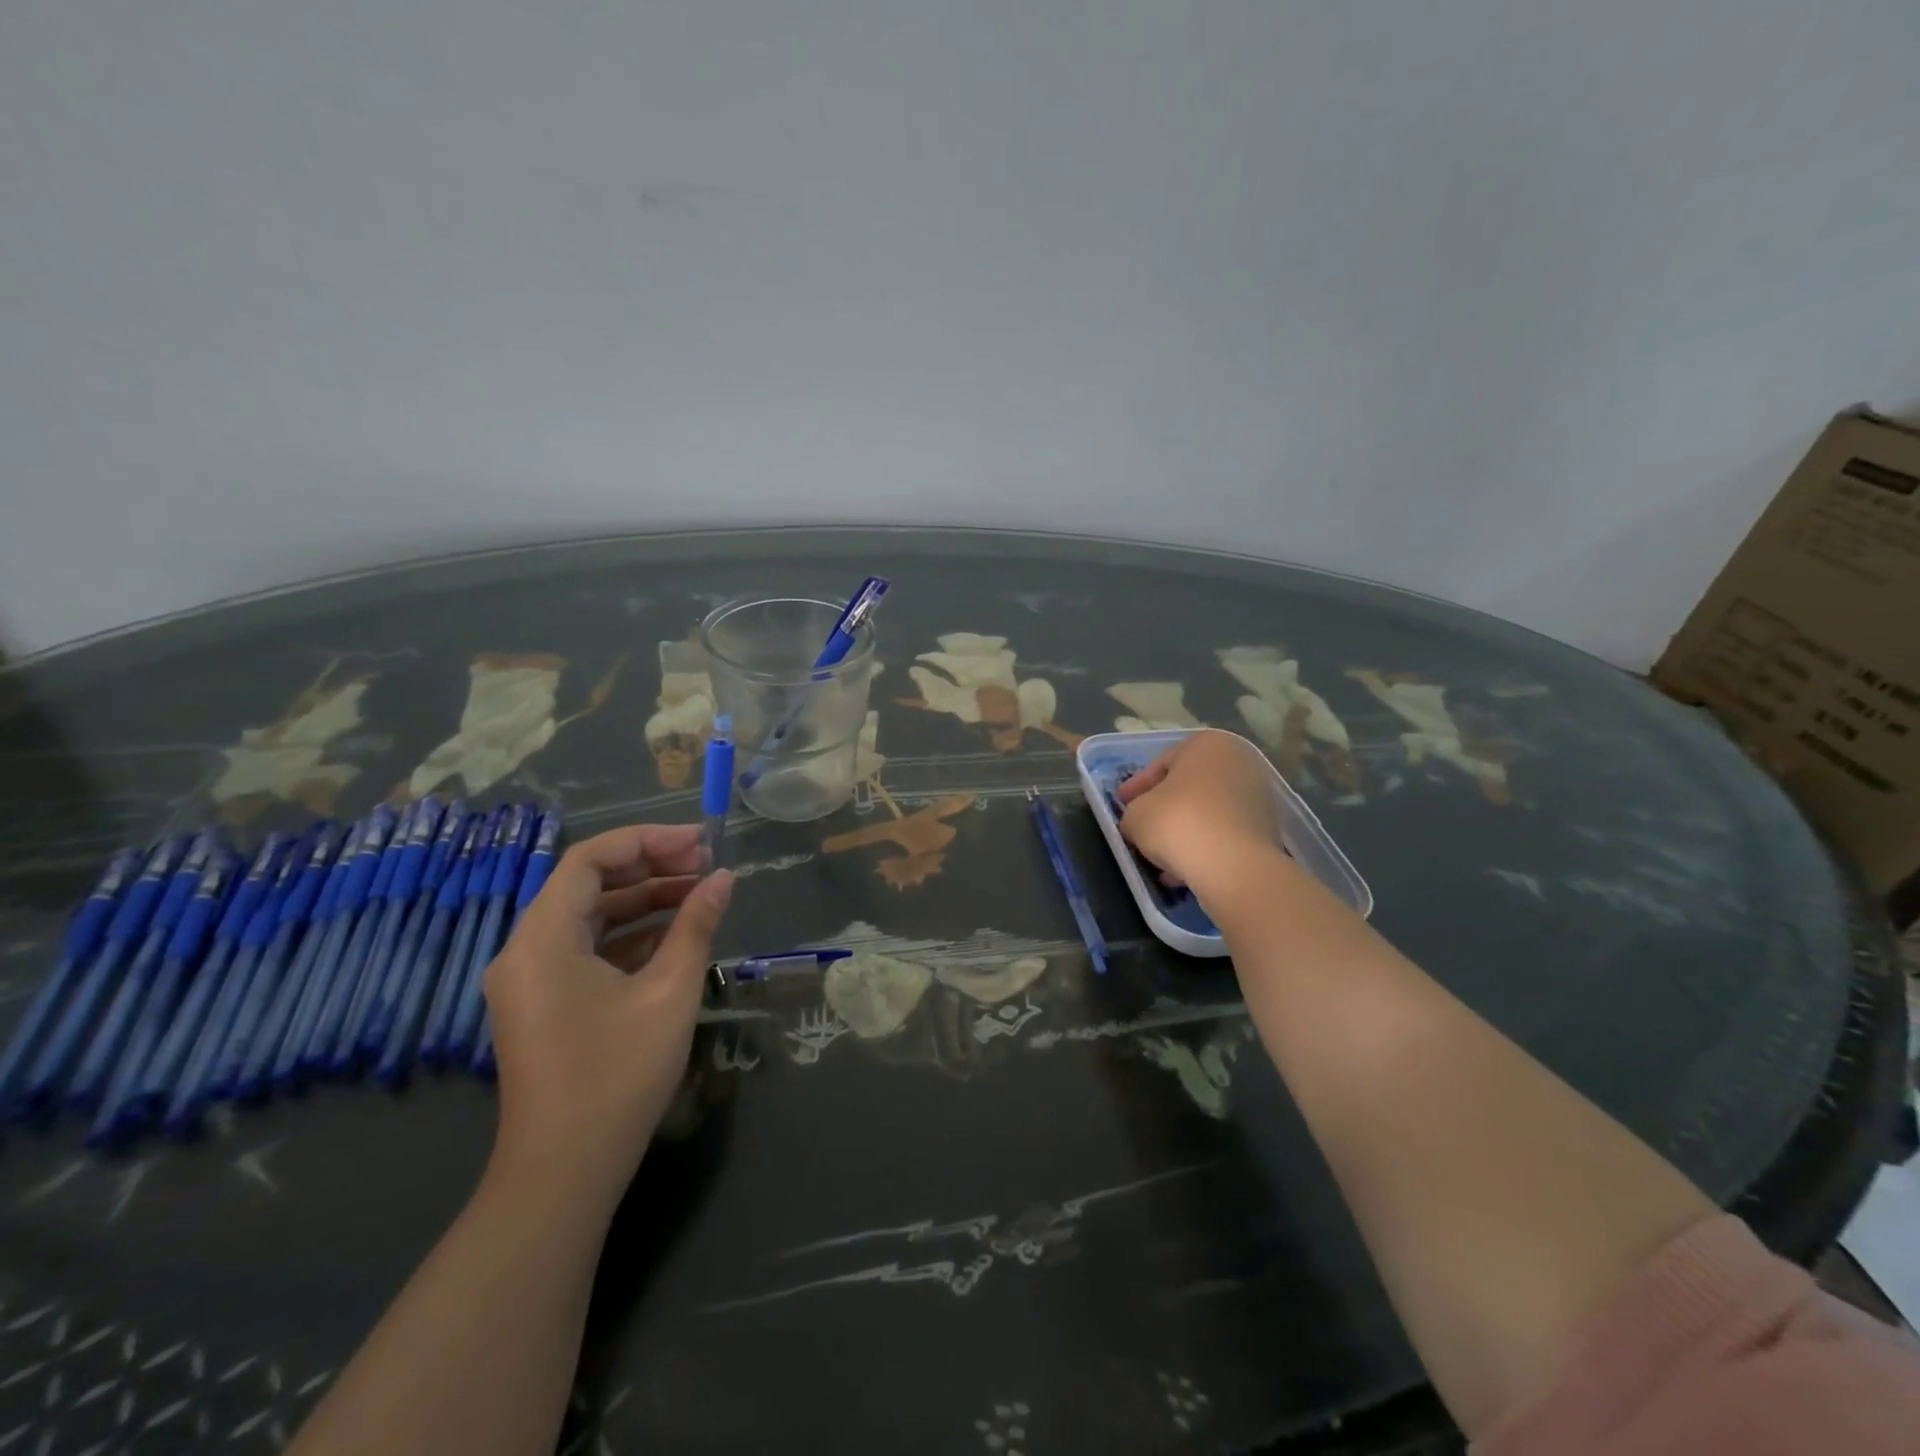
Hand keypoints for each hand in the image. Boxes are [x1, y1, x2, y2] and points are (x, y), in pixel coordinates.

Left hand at [482, 823, 733, 1208]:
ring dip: (644, 900)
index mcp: (543, 938)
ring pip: (591, 916)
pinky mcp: (545, 1003)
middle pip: (589, 884)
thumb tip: (724, 879)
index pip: (591, 859)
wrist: (565, 1171)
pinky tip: (676, 936)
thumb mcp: (669, 991)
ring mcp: (532, 979)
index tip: (700, 842)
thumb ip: (697, 925)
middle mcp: (526, 949)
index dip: (648, 840)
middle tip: (707, 864)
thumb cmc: (617, 1073)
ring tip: (700, 893)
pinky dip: (630, 935)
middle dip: (651, 867)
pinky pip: (587, 949)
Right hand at [1117, 730, 1284, 901]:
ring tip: (1159, 855)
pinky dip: (1203, 846)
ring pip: (1208, 812)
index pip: (1162, 763)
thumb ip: (1132, 813)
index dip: (1137, 787)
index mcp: (1207, 744)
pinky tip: (1182, 869)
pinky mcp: (1267, 830)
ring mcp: (1257, 796)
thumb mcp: (1135, 815)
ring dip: (1183, 830)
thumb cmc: (1178, 823)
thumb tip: (1136, 822)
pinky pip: (1224, 834)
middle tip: (1140, 826)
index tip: (1122, 804)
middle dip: (1164, 808)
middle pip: (1189, 786)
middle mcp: (1238, 762)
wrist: (1234, 866)